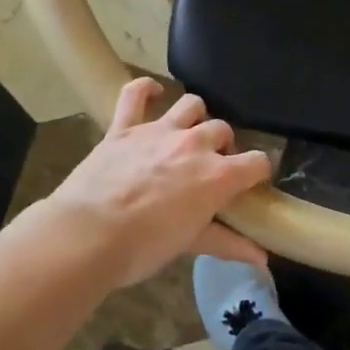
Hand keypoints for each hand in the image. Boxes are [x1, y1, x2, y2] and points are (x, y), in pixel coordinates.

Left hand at [42, 78, 271, 289]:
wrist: (86, 236)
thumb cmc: (143, 247)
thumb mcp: (191, 245)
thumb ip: (230, 244)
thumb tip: (263, 259)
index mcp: (217, 175)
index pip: (257, 162)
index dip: (259, 171)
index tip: (252, 182)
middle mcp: (195, 144)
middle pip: (223, 131)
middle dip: (223, 146)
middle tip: (210, 168)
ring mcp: (159, 131)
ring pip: (191, 105)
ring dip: (196, 117)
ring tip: (188, 134)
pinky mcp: (125, 128)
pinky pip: (135, 94)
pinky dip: (145, 89)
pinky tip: (152, 92)